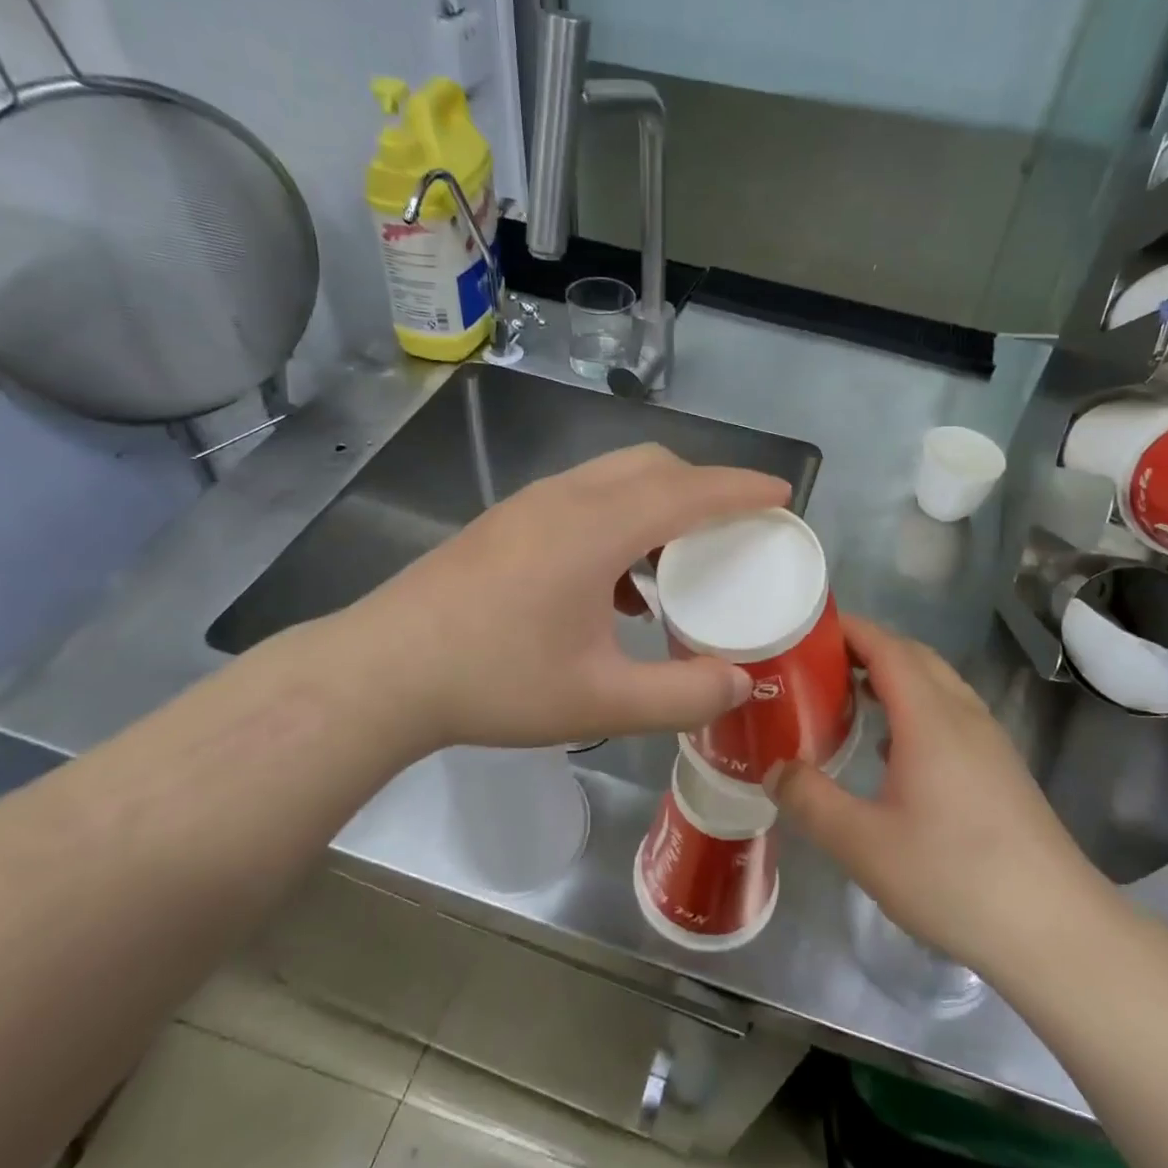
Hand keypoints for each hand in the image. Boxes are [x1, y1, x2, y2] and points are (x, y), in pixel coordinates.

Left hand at [332, 444, 787, 754]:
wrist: (384, 671)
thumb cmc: (496, 681)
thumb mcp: (600, 701)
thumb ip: (681, 694)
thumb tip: (740, 683)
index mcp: (598, 528)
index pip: (690, 491)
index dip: (743, 489)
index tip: (782, 496)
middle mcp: (567, 498)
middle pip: (653, 465)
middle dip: (704, 486)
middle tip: (735, 528)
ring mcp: (530, 504)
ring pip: (615, 477)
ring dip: (658, 502)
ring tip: (677, 559)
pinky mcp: (507, 521)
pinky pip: (583, 498)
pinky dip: (620, 518)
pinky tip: (615, 582)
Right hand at [774, 617, 1107, 972]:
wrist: (1056, 930)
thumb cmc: (954, 877)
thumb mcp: (863, 845)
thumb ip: (810, 800)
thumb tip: (773, 769)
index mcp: (930, 716)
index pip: (885, 646)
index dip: (847, 629)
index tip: (805, 628)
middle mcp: (963, 714)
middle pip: (913, 656)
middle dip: (865, 648)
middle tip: (817, 665)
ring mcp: (989, 740)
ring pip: (936, 684)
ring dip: (892, 676)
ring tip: (848, 698)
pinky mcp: (1001, 768)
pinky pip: (950, 713)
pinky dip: (915, 706)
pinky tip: (893, 749)